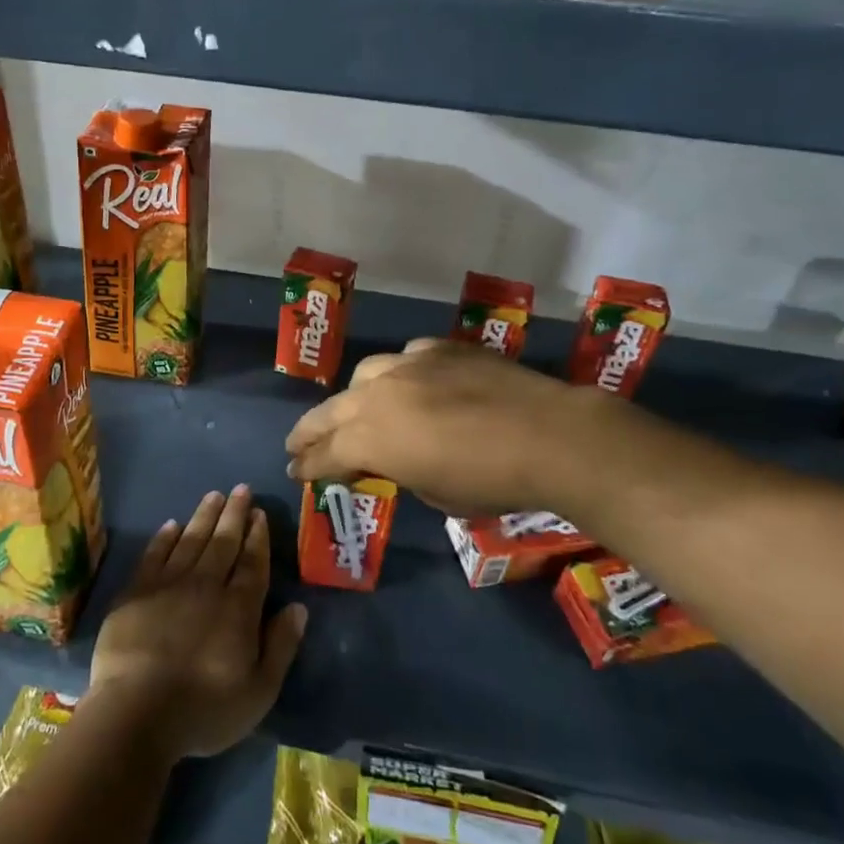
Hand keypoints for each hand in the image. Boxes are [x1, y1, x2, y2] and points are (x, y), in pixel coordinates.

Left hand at [86, 485, 307, 761]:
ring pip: (191, 540)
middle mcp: (206, 585)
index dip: (257, 536)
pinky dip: (164, 538)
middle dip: (234, 514)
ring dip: (204, 516)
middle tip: (241, 489)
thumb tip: (299, 607)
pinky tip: (172, 525)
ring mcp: (168, 585)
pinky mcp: (136, 592)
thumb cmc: (204, 709)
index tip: (259, 513)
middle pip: (223, 542)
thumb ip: (281, 646)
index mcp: (238, 607)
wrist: (136, 713)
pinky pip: (154, 554)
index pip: (252, 562)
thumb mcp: (259, 691)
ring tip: (214, 496)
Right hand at [285, 338, 599, 516]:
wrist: (549, 435)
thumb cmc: (492, 481)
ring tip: (355, 409)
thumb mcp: (436, 495)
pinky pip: (406, 357)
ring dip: (353, 398)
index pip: (326, 455)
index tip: (294, 473)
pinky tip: (411, 384)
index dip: (307, 467)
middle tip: (295, 444)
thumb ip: (401, 472)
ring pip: (364, 375)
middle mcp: (378, 395)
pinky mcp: (440, 348)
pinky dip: (400, 375)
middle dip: (308, 431)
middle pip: (330, 412)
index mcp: (372, 439)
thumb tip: (396, 460)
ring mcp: (408, 364)